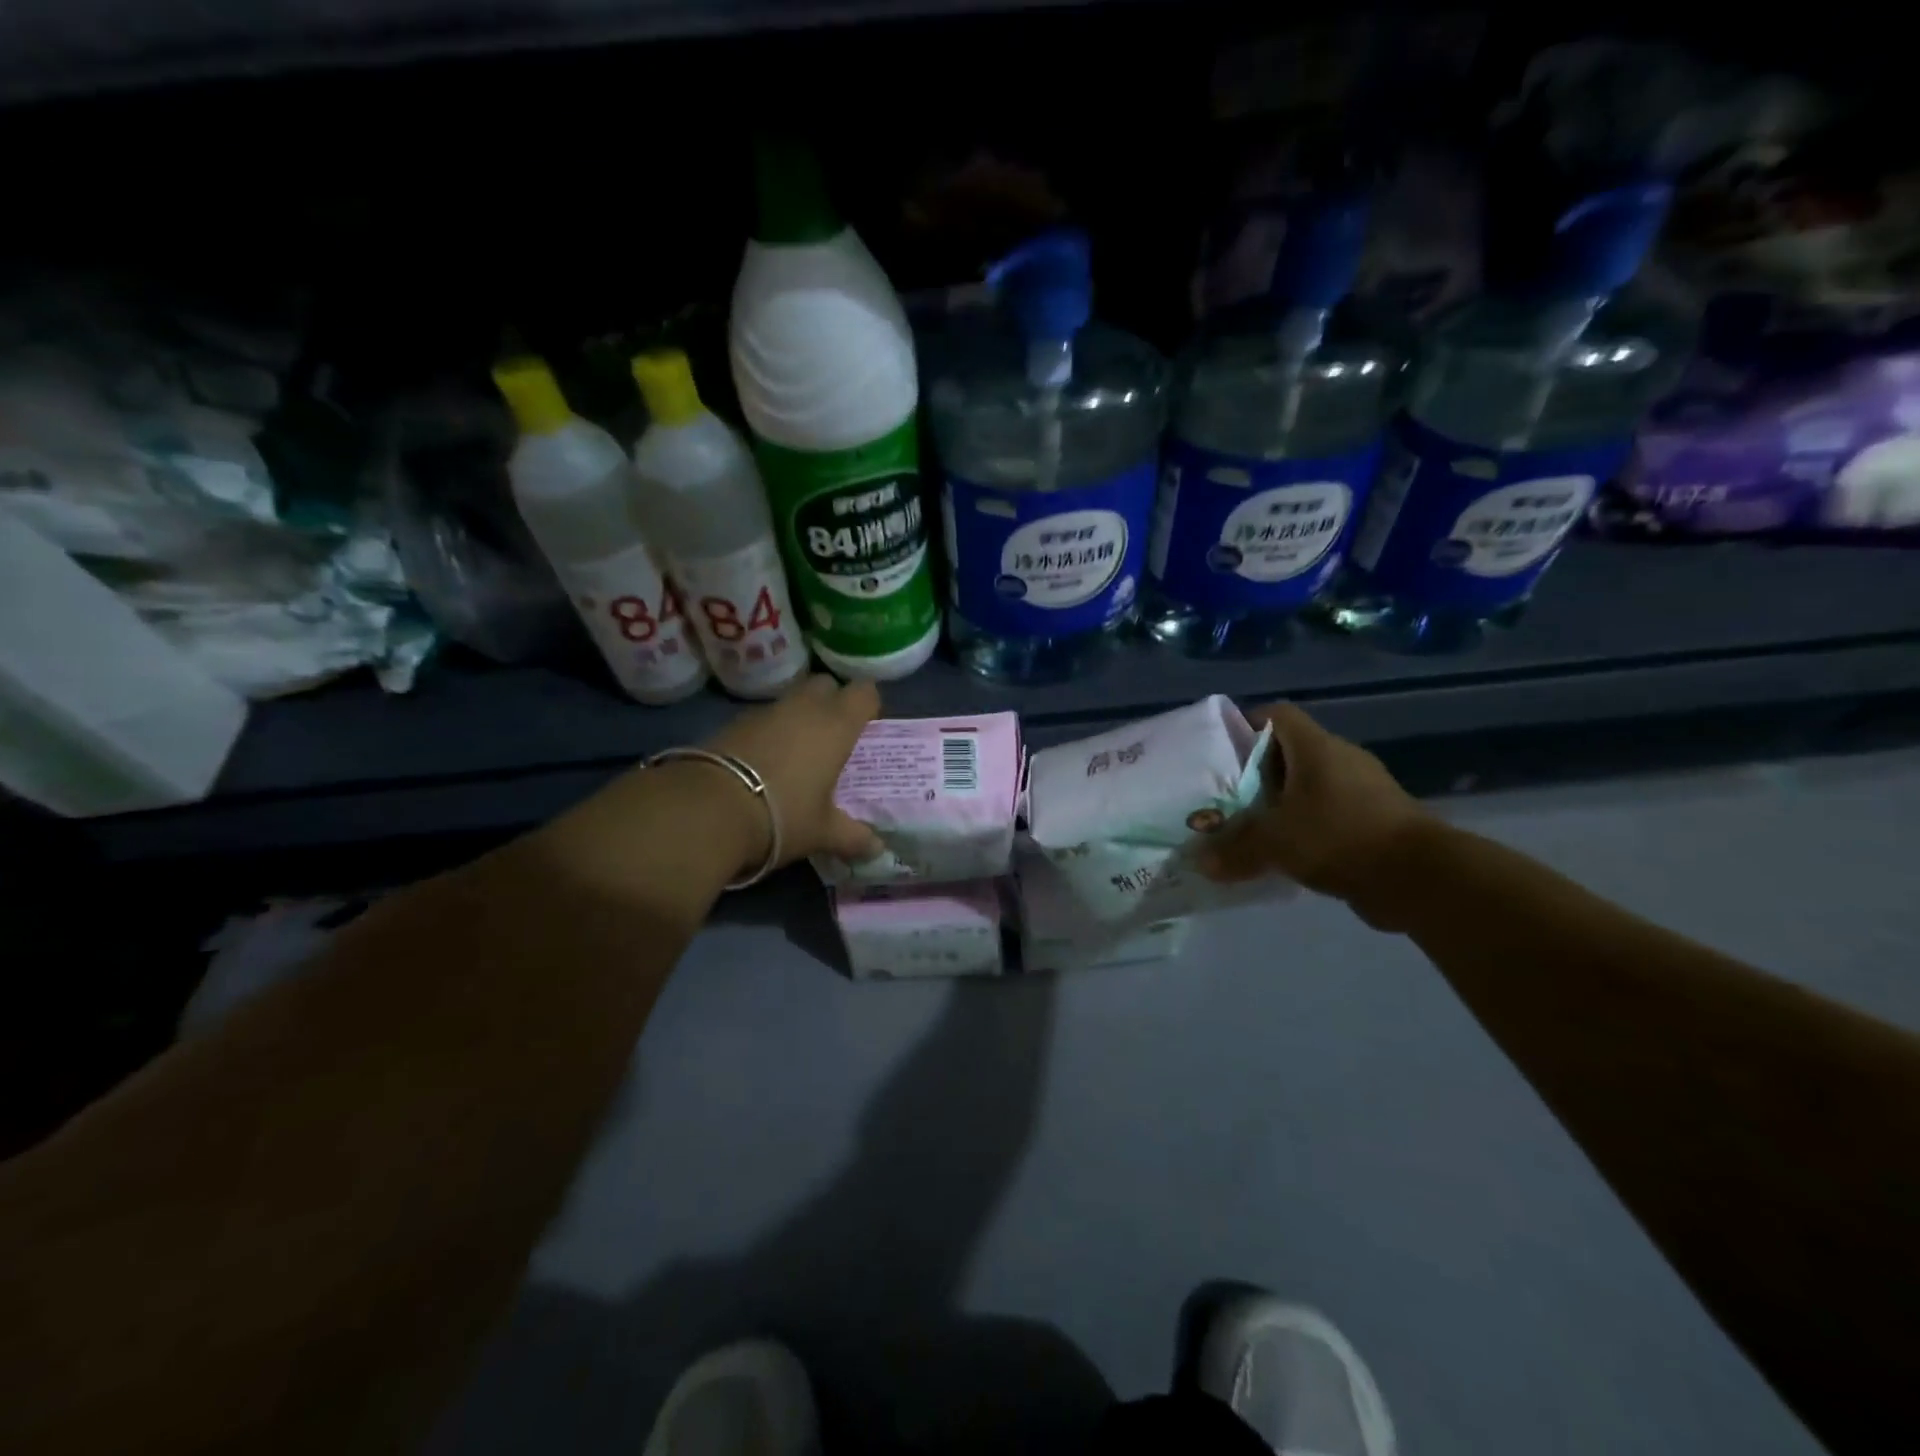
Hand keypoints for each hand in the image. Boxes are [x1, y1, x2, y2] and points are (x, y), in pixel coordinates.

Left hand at [701, 674, 883, 871]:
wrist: (709, 809)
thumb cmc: (783, 814)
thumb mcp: (822, 832)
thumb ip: (853, 837)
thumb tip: (878, 849)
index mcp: (835, 725)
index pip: (864, 692)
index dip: (868, 705)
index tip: (867, 727)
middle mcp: (804, 708)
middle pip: (825, 685)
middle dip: (831, 702)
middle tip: (833, 736)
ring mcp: (765, 712)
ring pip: (791, 700)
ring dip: (798, 717)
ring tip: (798, 753)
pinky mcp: (733, 723)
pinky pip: (762, 718)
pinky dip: (769, 732)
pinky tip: (764, 763)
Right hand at [1199, 702, 1432, 922]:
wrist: (1420, 878)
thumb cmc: (1339, 837)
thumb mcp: (1275, 843)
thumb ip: (1234, 849)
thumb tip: (1200, 862)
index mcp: (1316, 748)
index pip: (1277, 715)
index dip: (1246, 724)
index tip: (1220, 749)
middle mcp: (1340, 760)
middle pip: (1289, 752)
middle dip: (1256, 772)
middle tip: (1225, 794)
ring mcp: (1363, 790)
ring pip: (1310, 786)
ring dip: (1282, 803)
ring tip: (1250, 825)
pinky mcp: (1375, 820)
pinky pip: (1329, 814)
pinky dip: (1306, 827)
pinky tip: (1286, 851)